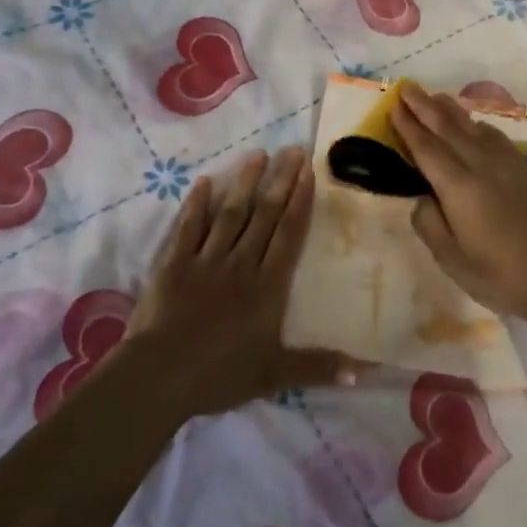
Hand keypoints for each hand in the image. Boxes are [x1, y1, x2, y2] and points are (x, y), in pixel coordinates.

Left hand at [127, 146, 356, 414]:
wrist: (160, 377)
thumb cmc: (221, 375)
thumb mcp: (275, 374)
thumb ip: (319, 367)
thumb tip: (366, 372)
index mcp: (267, 286)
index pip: (289, 234)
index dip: (300, 201)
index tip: (308, 172)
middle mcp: (241, 264)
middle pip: (264, 216)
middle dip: (280, 181)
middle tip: (291, 150)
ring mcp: (206, 260)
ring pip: (230, 214)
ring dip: (244, 183)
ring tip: (257, 155)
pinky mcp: (174, 264)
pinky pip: (188, 228)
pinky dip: (196, 204)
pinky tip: (205, 182)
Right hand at [391, 85, 526, 322]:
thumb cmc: (497, 275)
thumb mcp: (450, 258)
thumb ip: (429, 223)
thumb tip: (424, 198)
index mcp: (458, 187)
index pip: (426, 149)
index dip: (408, 126)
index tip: (394, 106)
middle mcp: (481, 166)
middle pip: (448, 128)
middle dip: (425, 106)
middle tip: (407, 87)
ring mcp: (507, 165)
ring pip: (474, 128)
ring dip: (452, 110)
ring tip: (436, 97)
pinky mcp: (525, 171)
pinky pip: (496, 138)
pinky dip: (479, 126)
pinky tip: (475, 126)